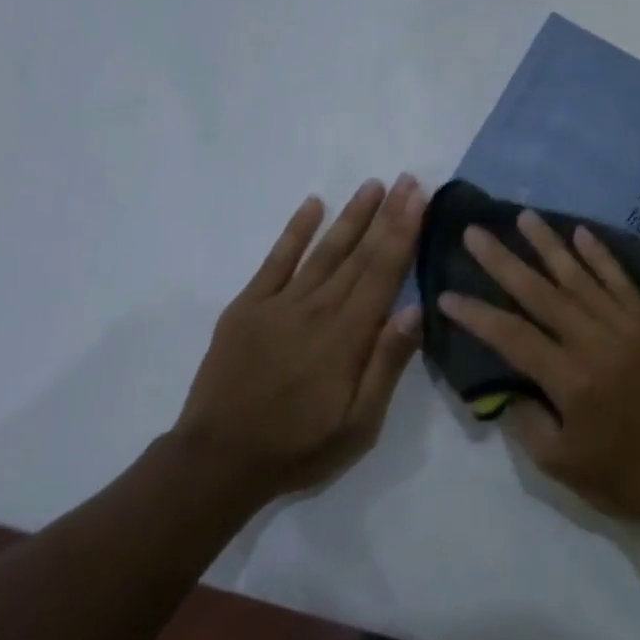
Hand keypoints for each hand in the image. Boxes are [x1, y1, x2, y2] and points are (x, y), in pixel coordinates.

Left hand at [171, 175, 425, 504]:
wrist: (218, 459)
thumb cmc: (299, 446)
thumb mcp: (359, 423)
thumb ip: (386, 364)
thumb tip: (416, 310)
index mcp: (347, 336)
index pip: (384, 272)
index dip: (405, 232)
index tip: (421, 197)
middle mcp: (316, 309)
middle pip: (359, 253)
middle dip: (387, 214)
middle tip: (408, 179)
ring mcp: (278, 304)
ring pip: (323, 250)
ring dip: (351, 216)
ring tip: (372, 185)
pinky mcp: (247, 308)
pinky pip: (275, 261)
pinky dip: (294, 231)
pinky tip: (312, 205)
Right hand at [438, 210, 639, 524]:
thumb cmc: (621, 477)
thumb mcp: (558, 463)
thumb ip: (525, 419)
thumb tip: (509, 384)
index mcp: (571, 380)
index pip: (511, 336)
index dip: (476, 314)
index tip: (447, 294)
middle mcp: (597, 343)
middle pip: (541, 294)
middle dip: (504, 262)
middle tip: (475, 232)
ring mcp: (629, 328)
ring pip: (581, 277)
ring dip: (549, 245)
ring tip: (523, 216)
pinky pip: (623, 281)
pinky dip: (601, 256)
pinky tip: (581, 232)